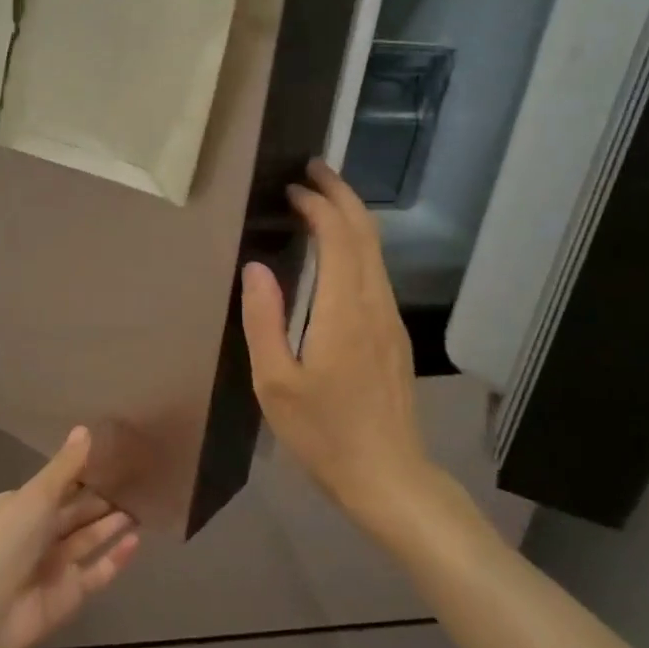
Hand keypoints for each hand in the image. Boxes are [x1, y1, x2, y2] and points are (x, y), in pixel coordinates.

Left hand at [0, 427, 139, 647]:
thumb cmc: (8, 542)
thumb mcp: (36, 496)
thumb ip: (65, 466)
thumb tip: (85, 429)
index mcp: (21, 506)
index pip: (58, 484)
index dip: (84, 471)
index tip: (115, 455)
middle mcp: (37, 533)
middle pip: (76, 511)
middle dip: (103, 497)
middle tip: (139, 478)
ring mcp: (55, 564)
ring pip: (90, 538)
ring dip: (113, 523)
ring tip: (144, 504)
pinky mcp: (71, 592)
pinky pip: (98, 570)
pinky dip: (116, 556)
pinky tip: (137, 540)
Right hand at [240, 160, 443, 529]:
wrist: (388, 477)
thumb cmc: (324, 434)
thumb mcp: (276, 382)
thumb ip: (263, 320)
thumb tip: (255, 267)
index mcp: (345, 311)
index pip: (339, 237)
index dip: (318, 205)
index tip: (292, 187)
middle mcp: (375, 305)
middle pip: (367, 233)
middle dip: (342, 195)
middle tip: (313, 170)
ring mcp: (390, 320)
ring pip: (376, 252)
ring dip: (351, 219)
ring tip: (320, 201)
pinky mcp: (393, 336)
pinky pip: (376, 274)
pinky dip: (356, 246)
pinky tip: (337, 252)